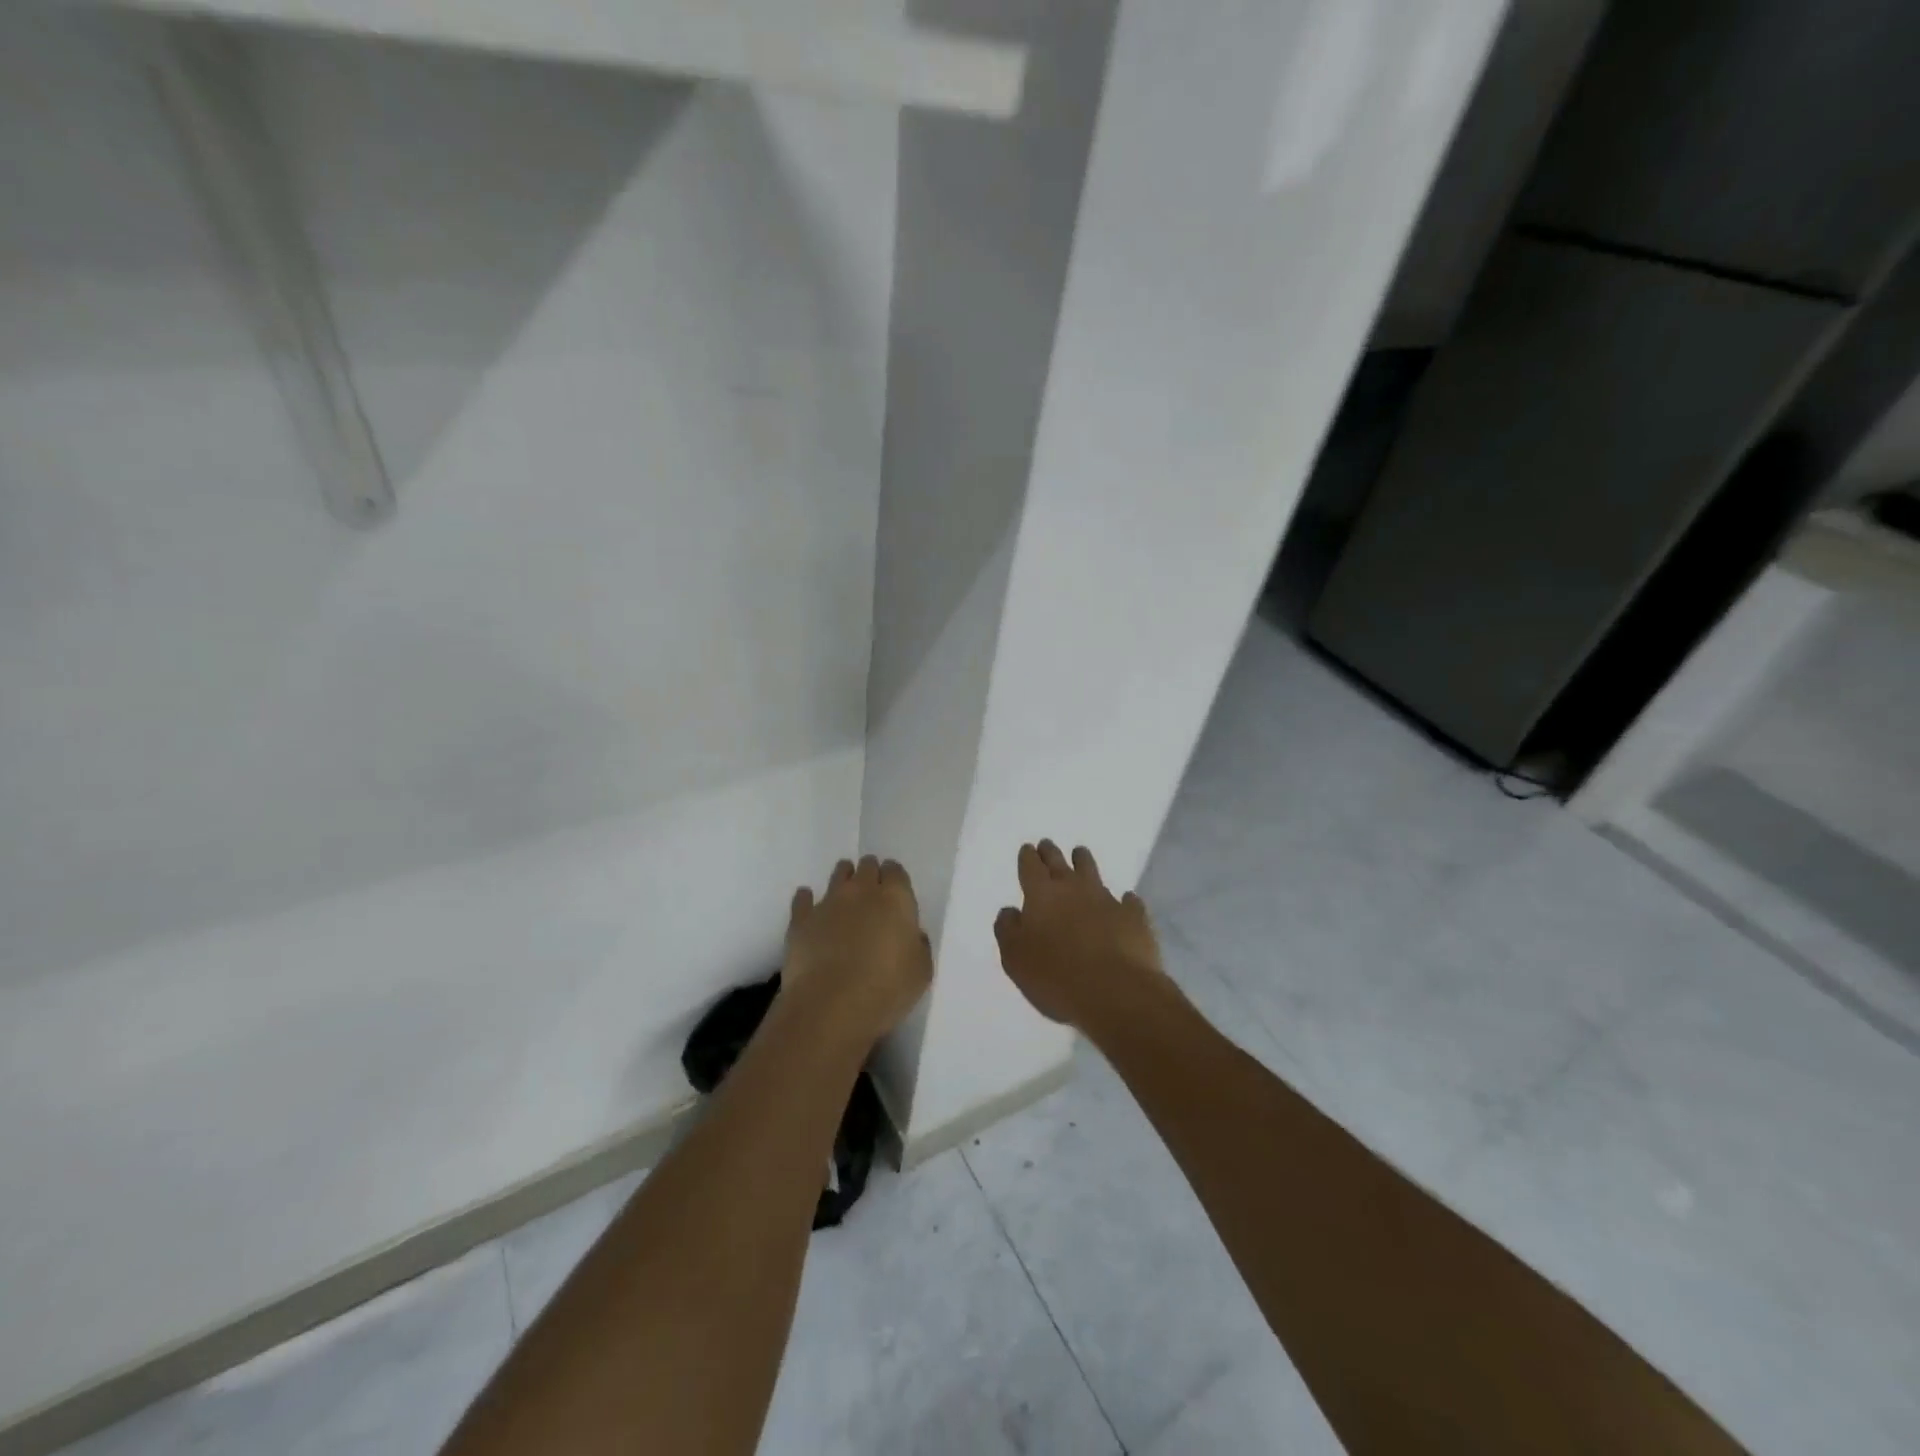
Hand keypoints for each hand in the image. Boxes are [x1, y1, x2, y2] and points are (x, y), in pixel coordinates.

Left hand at [783, 856, 932, 1045]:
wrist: (831, 1005)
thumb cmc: (886, 988)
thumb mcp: (921, 971)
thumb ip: (918, 945)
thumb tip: (912, 936)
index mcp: (896, 898)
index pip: (896, 871)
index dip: (895, 879)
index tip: (895, 890)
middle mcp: (862, 891)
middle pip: (867, 867)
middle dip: (870, 874)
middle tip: (872, 891)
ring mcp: (829, 902)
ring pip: (838, 874)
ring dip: (843, 879)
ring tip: (844, 893)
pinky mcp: (801, 919)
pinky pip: (803, 899)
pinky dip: (807, 899)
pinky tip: (808, 905)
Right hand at [994, 840, 1165, 1029]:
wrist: (1115, 991)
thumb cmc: (1056, 976)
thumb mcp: (1015, 958)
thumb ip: (1008, 930)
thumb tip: (1010, 911)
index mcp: (1041, 895)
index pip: (1030, 867)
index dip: (1027, 857)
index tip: (1028, 849)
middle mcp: (1073, 889)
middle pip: (1059, 862)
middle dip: (1051, 852)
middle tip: (1047, 845)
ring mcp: (1106, 899)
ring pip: (1092, 871)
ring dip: (1083, 861)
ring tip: (1080, 854)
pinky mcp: (1134, 916)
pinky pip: (1128, 901)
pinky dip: (1124, 899)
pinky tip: (1126, 901)